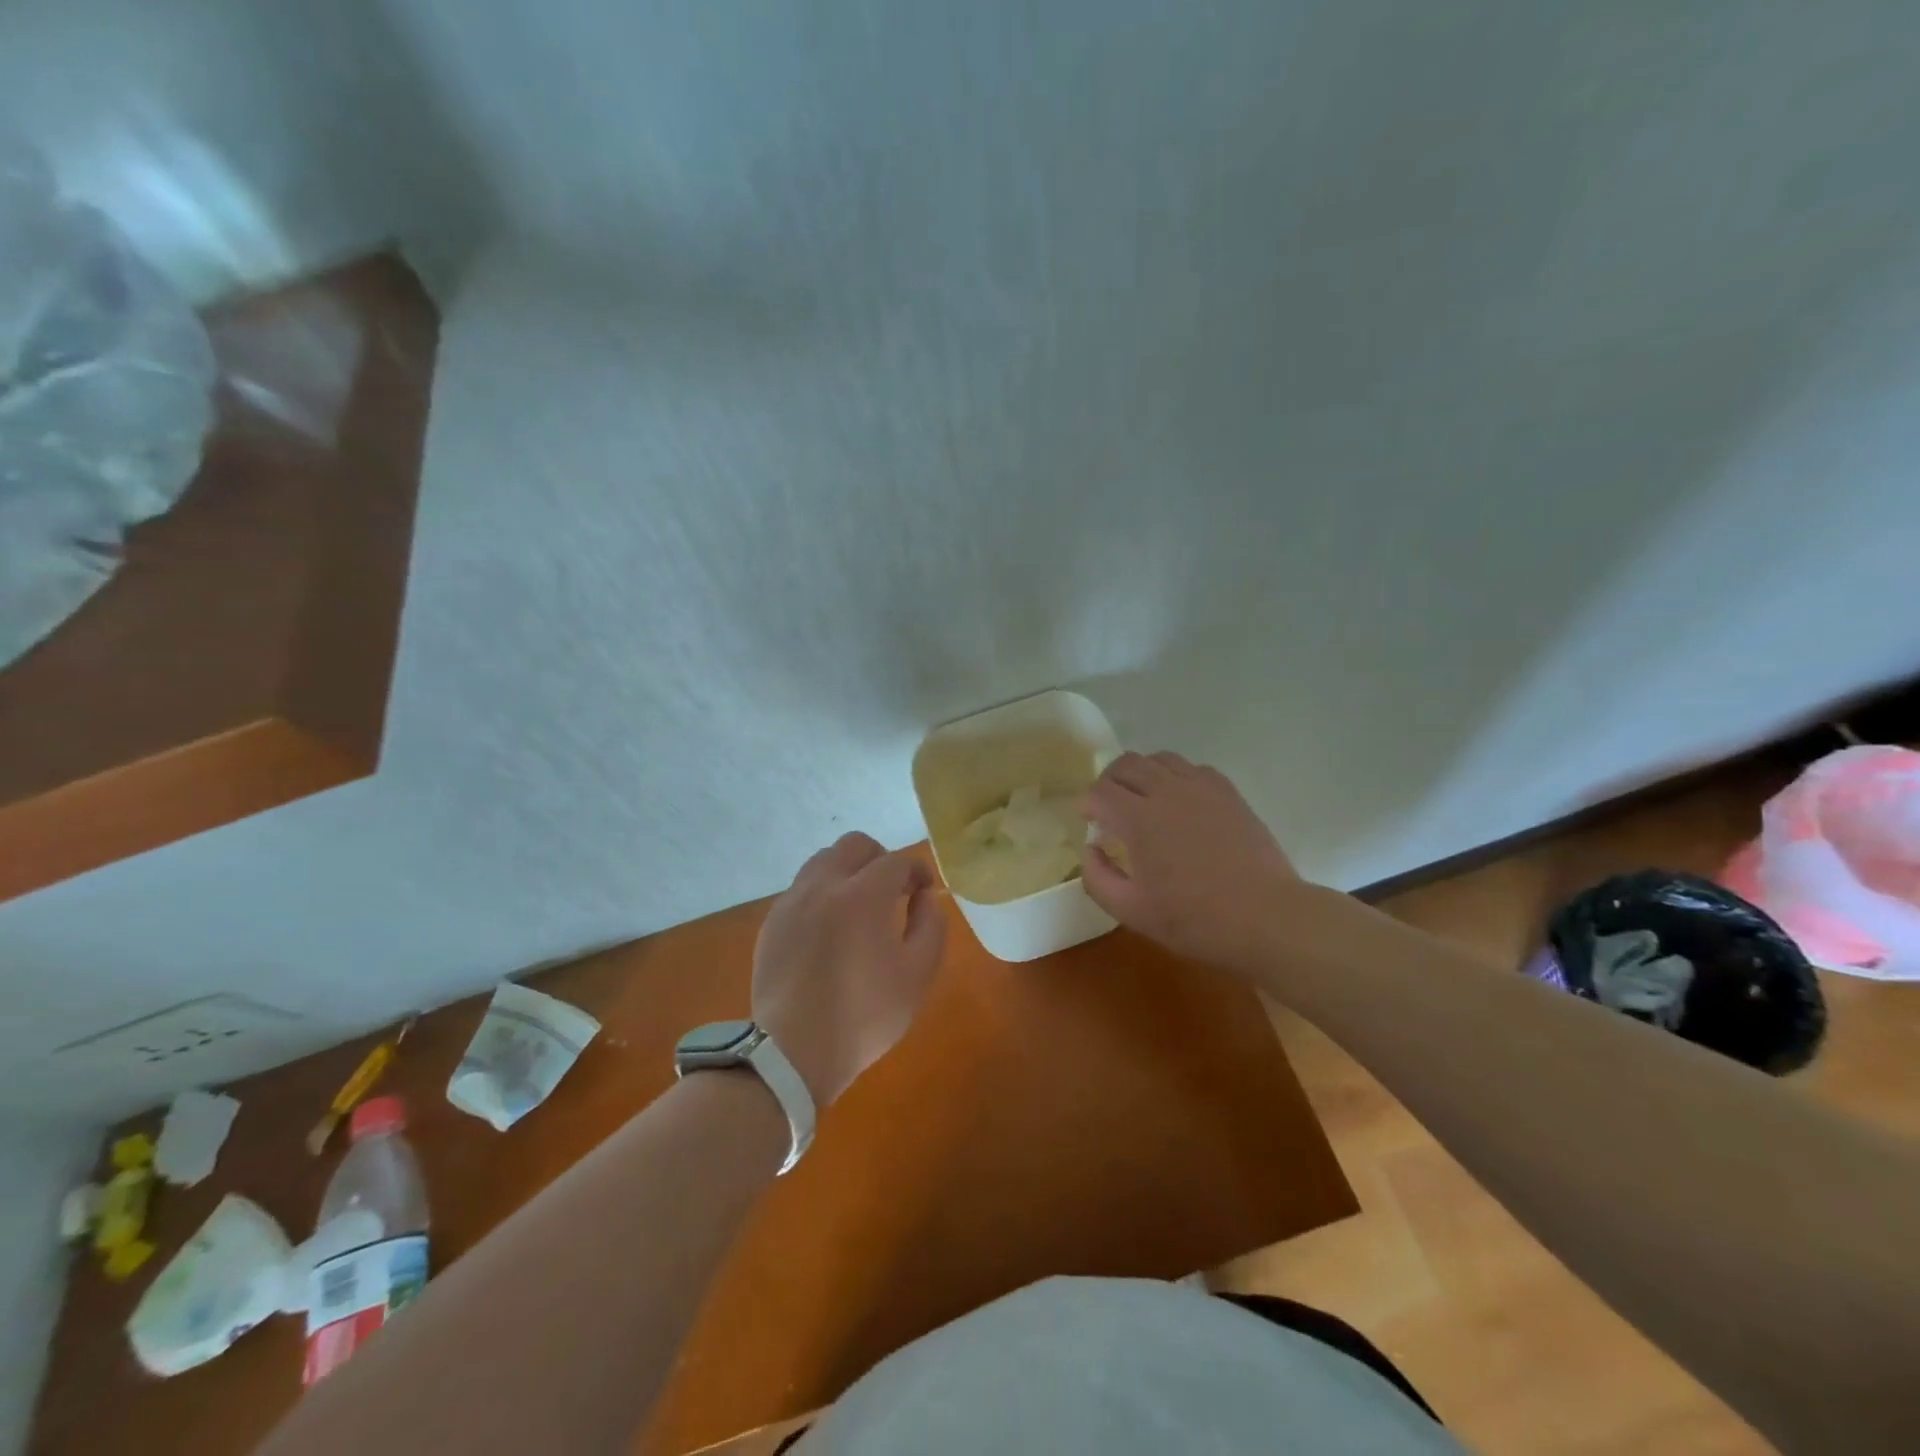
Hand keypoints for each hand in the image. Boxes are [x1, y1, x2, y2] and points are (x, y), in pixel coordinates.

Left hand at [752, 832, 946, 1106]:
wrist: (792, 1052)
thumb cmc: (864, 1016)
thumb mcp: (917, 975)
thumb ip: (930, 926)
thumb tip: (924, 897)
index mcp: (862, 896)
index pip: (896, 861)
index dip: (917, 870)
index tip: (924, 890)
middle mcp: (824, 886)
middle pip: (854, 845)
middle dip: (880, 858)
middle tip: (892, 890)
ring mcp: (792, 902)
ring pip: (823, 861)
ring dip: (848, 871)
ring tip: (859, 905)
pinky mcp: (773, 922)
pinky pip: (802, 889)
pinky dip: (823, 894)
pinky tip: (830, 929)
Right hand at [1081, 751, 1307, 974]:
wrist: (1265, 918)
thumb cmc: (1194, 919)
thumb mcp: (1131, 911)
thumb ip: (1097, 878)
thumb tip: (1092, 849)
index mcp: (1139, 819)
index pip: (1100, 791)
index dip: (1088, 805)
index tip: (1092, 824)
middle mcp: (1167, 792)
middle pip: (1126, 763)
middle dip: (1109, 781)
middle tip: (1111, 809)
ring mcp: (1201, 788)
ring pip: (1160, 759)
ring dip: (1143, 774)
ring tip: (1145, 801)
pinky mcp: (1228, 793)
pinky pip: (1193, 768)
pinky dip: (1177, 778)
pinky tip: (1181, 804)